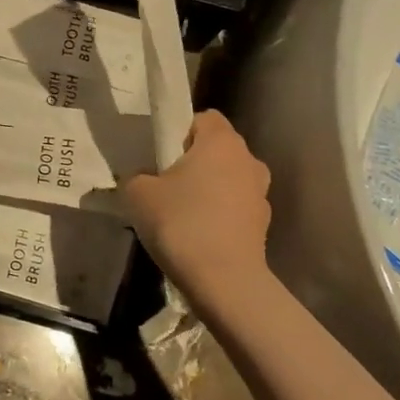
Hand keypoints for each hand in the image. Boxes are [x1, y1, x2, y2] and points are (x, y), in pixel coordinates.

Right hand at [120, 111, 273, 306]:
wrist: (223, 281)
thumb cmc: (180, 223)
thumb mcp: (137, 193)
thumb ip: (136, 176)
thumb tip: (143, 179)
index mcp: (221, 142)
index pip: (203, 117)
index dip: (179, 130)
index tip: (160, 154)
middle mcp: (248, 160)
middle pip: (217, 148)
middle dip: (193, 160)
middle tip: (164, 183)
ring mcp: (260, 194)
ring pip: (227, 178)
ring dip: (207, 188)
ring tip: (179, 213)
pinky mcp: (262, 224)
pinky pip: (233, 207)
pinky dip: (217, 214)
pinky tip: (195, 235)